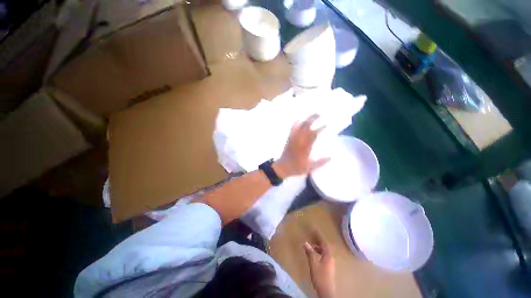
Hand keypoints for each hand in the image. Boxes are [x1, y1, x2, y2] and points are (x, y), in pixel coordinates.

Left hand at [273, 114, 329, 177]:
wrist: (282, 167)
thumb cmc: (296, 168)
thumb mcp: (310, 168)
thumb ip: (321, 162)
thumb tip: (331, 157)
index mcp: (305, 147)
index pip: (314, 134)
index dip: (320, 128)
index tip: (326, 125)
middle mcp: (299, 140)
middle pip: (306, 126)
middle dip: (313, 119)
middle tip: (320, 115)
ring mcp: (293, 138)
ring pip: (299, 125)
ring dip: (306, 119)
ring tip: (312, 114)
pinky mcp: (289, 139)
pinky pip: (292, 128)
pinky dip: (296, 123)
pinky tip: (300, 119)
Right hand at [304, 230, 335, 297]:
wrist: (326, 291)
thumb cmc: (320, 276)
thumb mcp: (313, 264)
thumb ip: (310, 253)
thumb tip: (306, 243)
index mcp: (328, 255)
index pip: (323, 242)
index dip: (319, 235)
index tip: (314, 229)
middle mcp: (330, 257)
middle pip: (325, 246)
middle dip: (318, 240)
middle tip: (311, 235)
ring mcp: (330, 262)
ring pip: (324, 251)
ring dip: (318, 247)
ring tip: (311, 245)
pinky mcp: (328, 267)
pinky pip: (323, 255)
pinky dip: (318, 252)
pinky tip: (313, 254)